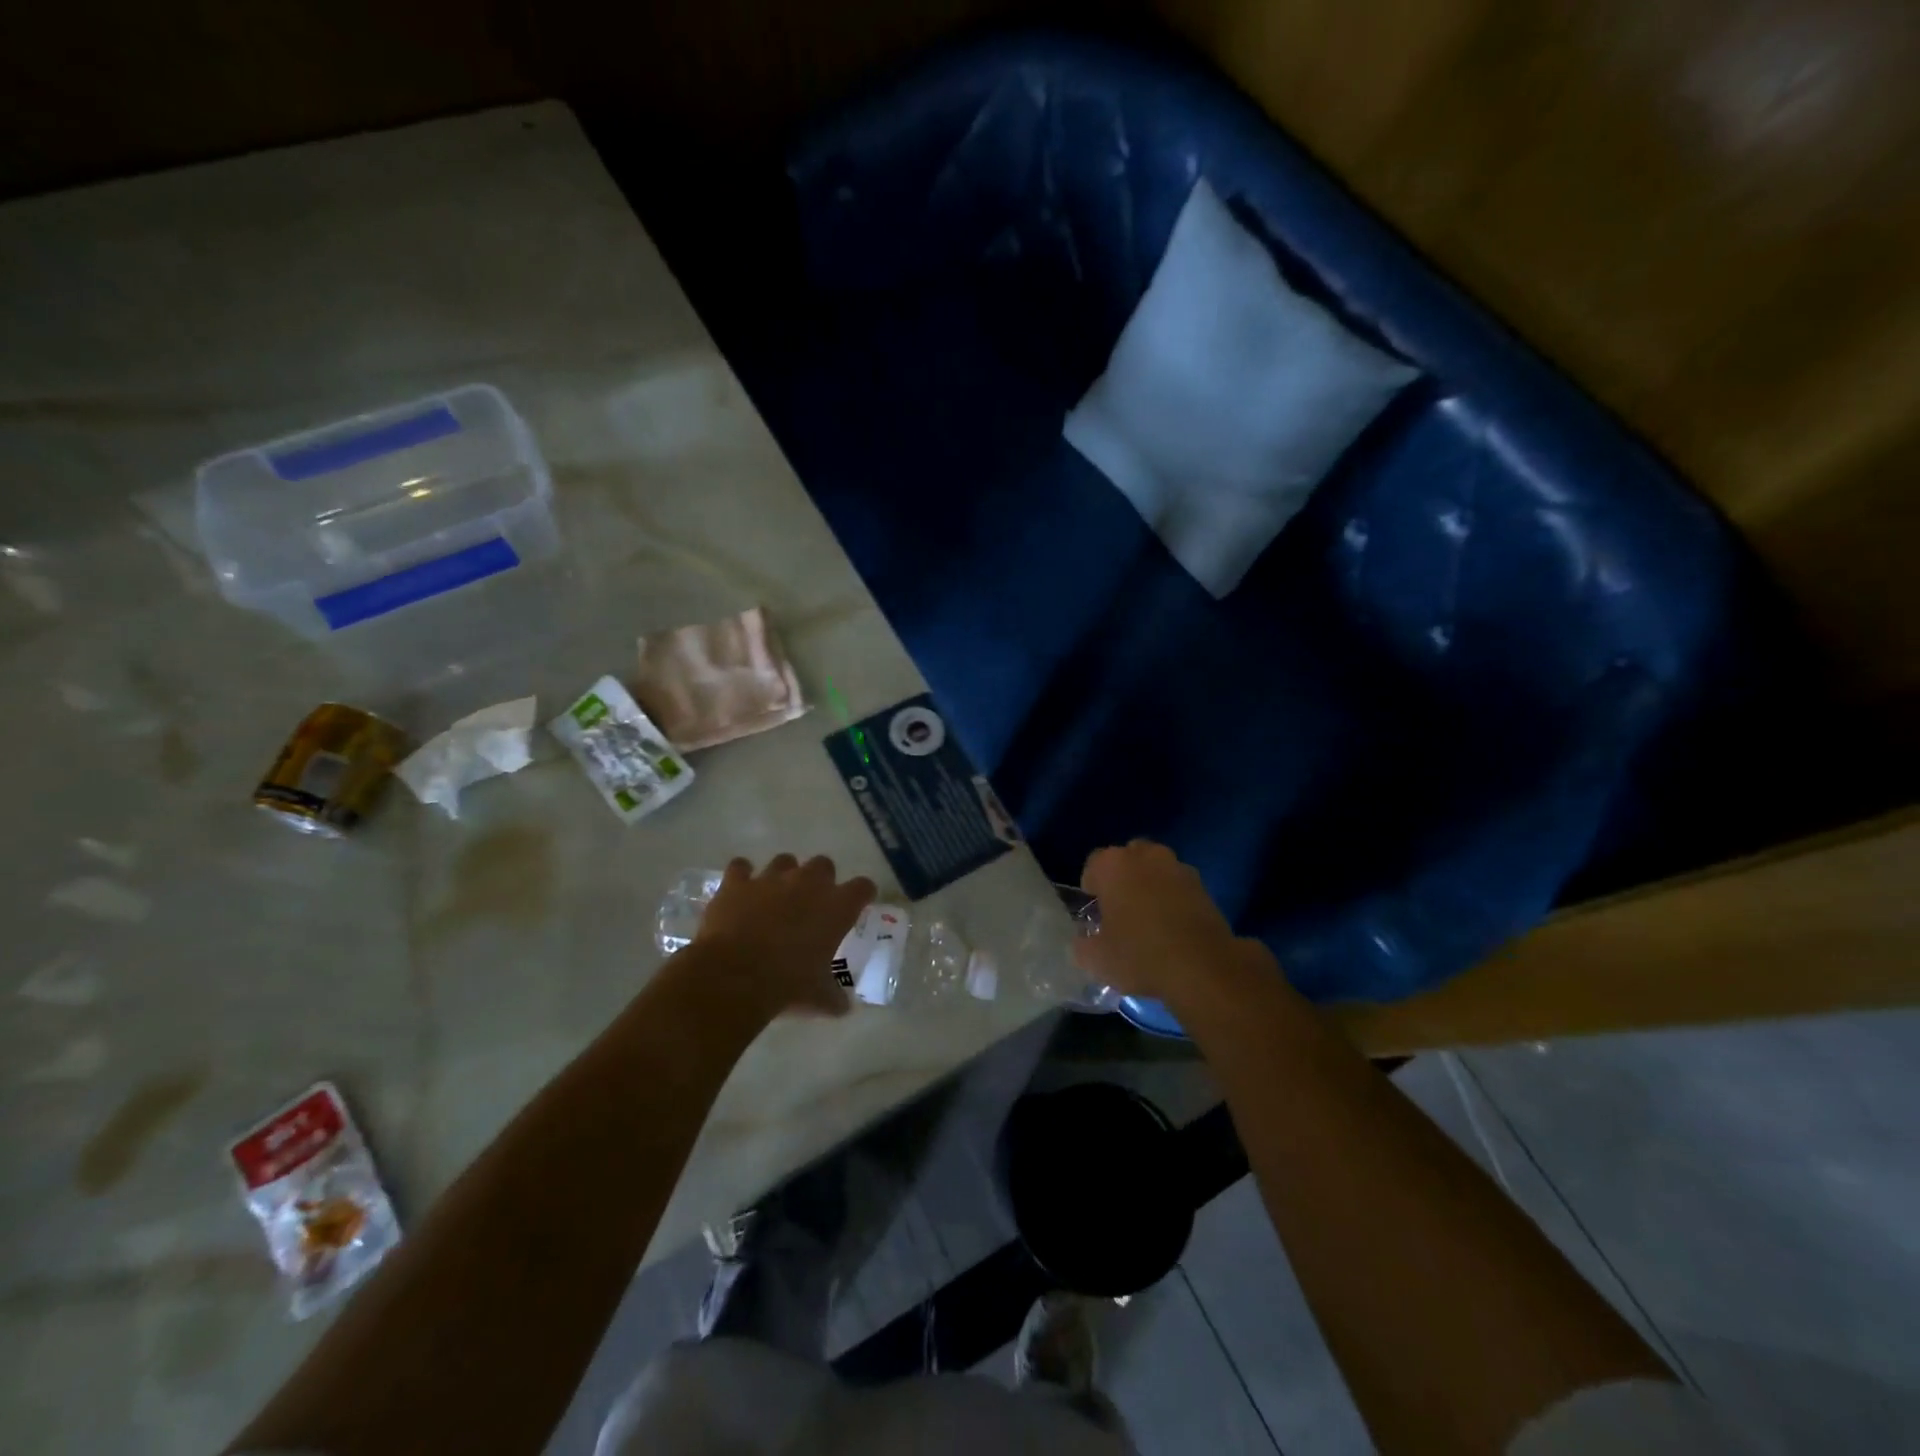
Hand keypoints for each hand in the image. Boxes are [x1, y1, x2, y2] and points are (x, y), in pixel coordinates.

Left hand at [692, 854, 876, 1018]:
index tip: (858, 905)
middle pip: (824, 865)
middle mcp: (808, 883)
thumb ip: (834, 997)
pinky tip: (740, 891)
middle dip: (820, 880)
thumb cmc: (788, 986)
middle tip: (812, 903)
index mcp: (837, 906)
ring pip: (785, 861)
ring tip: (775, 897)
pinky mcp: (738, 882)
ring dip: (783, 875)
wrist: (735, 977)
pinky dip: (742, 876)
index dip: (862, 895)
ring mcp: (771, 878)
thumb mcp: (819, 998)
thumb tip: (843, 1007)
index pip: (863, 888)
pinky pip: (741, 867)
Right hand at [1072, 840, 1270, 1008]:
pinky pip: (1177, 885)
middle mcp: (1144, 855)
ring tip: (1149, 920)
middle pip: (1126, 860)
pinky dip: (1173, 898)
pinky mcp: (1203, 885)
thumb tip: (1084, 941)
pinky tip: (1173, 927)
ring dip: (1149, 886)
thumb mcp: (1096, 959)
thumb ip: (1082, 944)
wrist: (1203, 967)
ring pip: (1154, 870)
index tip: (1096, 914)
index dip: (1091, 890)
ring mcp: (1177, 867)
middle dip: (1122, 880)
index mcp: (1112, 865)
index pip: (1092, 865)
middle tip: (1120, 913)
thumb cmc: (1140, 955)